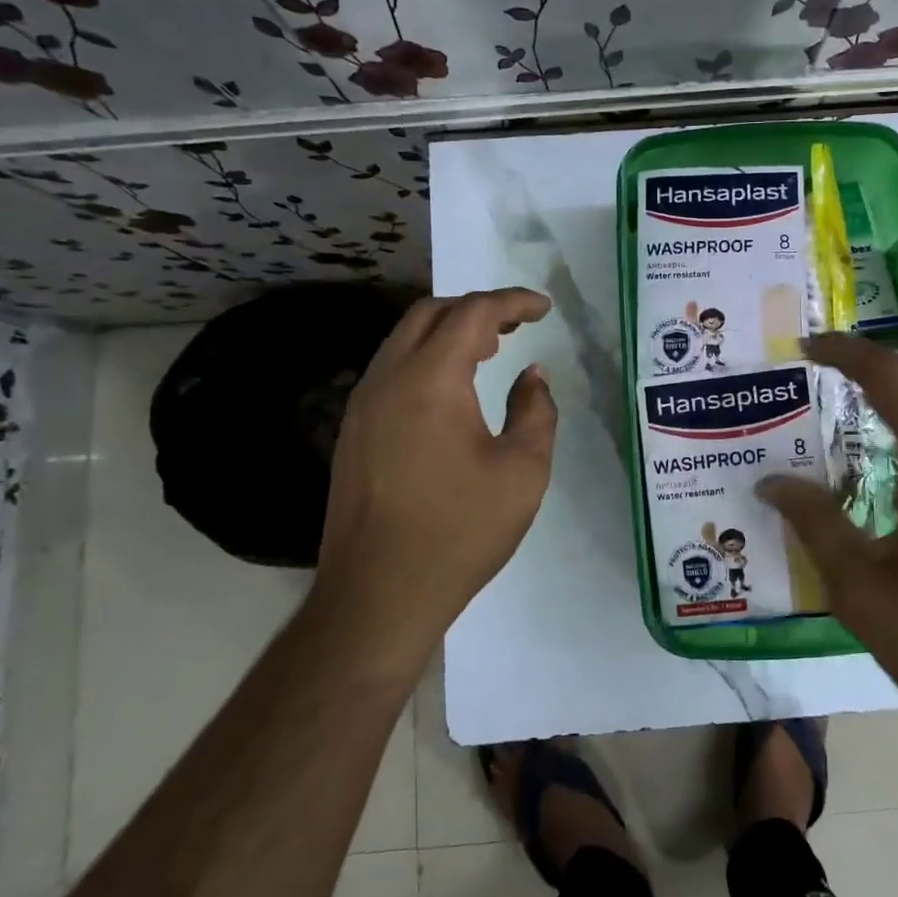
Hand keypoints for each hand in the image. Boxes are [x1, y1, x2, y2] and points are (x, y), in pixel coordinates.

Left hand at [313, 288, 557, 683]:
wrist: (379, 594)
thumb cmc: (460, 530)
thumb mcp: (522, 471)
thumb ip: (536, 411)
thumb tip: (532, 377)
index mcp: (430, 380)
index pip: (473, 314)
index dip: (512, 302)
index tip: (544, 308)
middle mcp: (388, 378)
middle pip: (430, 314)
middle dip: (476, 309)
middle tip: (516, 325)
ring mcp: (362, 404)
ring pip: (404, 340)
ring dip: (448, 333)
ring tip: (490, 350)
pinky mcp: (353, 431)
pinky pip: (392, 371)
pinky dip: (426, 359)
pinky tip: (451, 390)